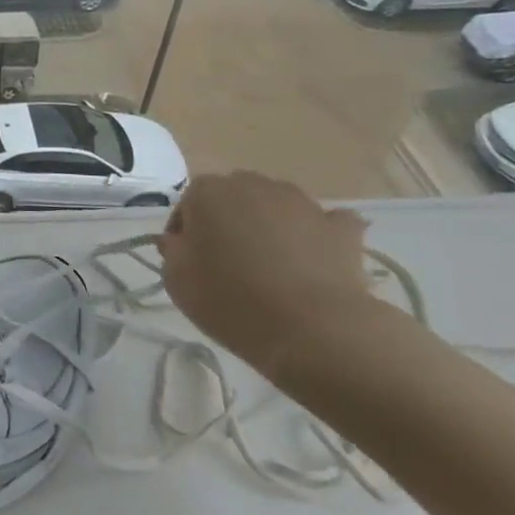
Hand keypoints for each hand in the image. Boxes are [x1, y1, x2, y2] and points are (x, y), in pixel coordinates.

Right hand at [158, 171, 385, 374]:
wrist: (312, 329)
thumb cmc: (230, 300)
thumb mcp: (176, 281)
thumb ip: (172, 251)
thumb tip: (181, 240)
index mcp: (207, 192)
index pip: (187, 204)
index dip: (185, 232)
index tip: (188, 261)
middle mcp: (253, 185)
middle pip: (233, 198)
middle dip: (228, 221)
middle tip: (227, 260)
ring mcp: (302, 202)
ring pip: (276, 205)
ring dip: (269, 224)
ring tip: (270, 264)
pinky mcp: (342, 228)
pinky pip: (325, 222)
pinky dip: (317, 234)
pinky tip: (313, 258)